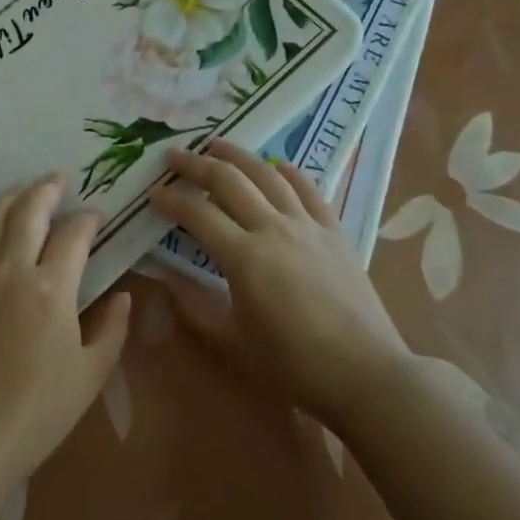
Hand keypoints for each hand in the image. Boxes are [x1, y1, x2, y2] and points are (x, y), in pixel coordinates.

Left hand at [0, 173, 132, 487]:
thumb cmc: (41, 408)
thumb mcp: (91, 373)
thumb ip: (111, 328)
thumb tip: (122, 294)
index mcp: (52, 288)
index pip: (72, 234)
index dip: (87, 219)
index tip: (96, 215)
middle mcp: (12, 269)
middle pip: (28, 210)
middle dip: (47, 188)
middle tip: (61, 178)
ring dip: (14, 197)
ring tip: (28, 191)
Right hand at [149, 140, 410, 428]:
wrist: (367, 376)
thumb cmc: (293, 365)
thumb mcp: (232, 341)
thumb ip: (192, 305)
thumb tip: (162, 277)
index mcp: (244, 257)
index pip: (197, 213)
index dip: (171, 199)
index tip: (153, 193)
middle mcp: (273, 229)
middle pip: (228, 181)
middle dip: (196, 164)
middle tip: (173, 156)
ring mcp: (307, 226)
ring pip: (267, 175)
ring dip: (238, 155)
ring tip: (216, 144)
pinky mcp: (334, 231)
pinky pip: (309, 190)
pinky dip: (288, 172)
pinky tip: (276, 165)